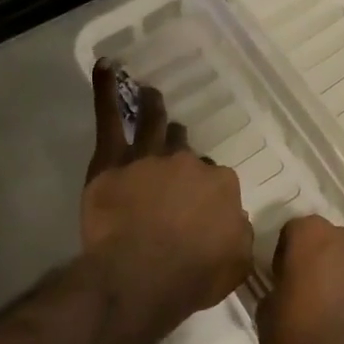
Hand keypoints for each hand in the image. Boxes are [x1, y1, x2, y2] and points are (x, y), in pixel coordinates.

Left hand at [81, 61, 252, 325]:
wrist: (142, 276)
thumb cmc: (192, 276)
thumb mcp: (237, 262)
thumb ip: (238, 233)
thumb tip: (233, 220)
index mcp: (221, 185)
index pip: (215, 179)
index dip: (205, 191)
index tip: (198, 206)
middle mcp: (188, 163)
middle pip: (185, 151)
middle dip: (181, 153)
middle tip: (173, 160)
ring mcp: (150, 157)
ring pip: (155, 125)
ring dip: (154, 108)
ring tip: (151, 95)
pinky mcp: (112, 161)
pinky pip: (108, 118)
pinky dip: (105, 91)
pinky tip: (105, 66)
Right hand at [256, 214, 343, 343]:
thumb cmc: (302, 337)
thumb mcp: (266, 317)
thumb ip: (274, 293)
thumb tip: (282, 293)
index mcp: (312, 235)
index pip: (293, 232)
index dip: (285, 255)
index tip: (283, 280)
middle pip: (329, 241)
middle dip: (319, 259)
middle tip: (309, 291)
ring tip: (336, 308)